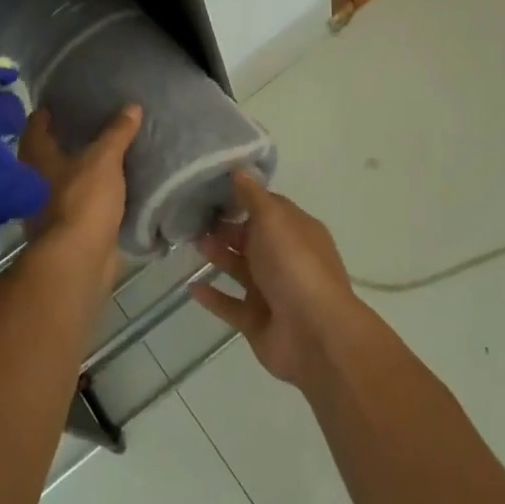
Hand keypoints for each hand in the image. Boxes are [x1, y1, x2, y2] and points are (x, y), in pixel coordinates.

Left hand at [17, 104, 141, 293]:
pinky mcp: (67, 227)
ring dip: (79, 167)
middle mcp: (35, 179)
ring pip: (63, 177)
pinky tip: (111, 184)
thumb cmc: (82, 200)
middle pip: (47, 151)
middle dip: (65, 138)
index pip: (36, 124)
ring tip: (105, 150)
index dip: (49, 111)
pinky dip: (91, 191)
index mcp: (37, 157)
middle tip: (92, 121)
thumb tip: (132, 105)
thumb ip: (117, 132)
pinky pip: (79, 200)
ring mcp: (48, 206)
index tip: (66, 100)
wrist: (78, 260)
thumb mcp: (104, 159)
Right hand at [190, 171, 365, 386]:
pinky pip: (230, 305)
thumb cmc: (294, 265)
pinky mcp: (257, 322)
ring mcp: (272, 293)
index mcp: (296, 232)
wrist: (314, 334)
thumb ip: (253, 196)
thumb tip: (239, 169)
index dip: (242, 198)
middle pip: (251, 238)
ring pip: (240, 269)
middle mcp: (286, 259)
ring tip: (190, 243)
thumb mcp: (274, 219)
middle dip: (224, 227)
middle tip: (192, 217)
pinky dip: (212, 296)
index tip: (210, 189)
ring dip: (217, 256)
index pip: (267, 208)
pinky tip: (191, 286)